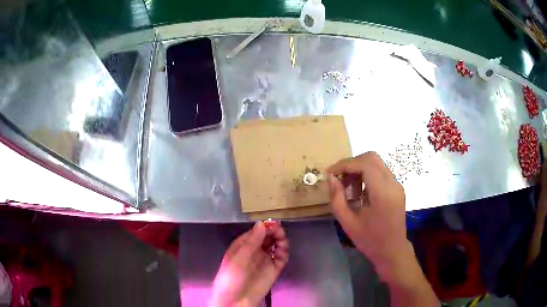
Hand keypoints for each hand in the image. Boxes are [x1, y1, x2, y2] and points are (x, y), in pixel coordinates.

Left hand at [210, 221, 288, 306]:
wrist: (236, 300)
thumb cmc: (232, 277)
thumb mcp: (238, 258)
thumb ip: (251, 242)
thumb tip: (262, 224)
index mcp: (243, 246)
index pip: (256, 232)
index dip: (264, 227)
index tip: (273, 223)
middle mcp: (255, 251)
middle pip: (267, 237)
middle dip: (273, 231)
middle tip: (279, 230)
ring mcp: (265, 260)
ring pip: (275, 245)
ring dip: (280, 239)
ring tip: (281, 239)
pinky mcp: (274, 269)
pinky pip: (281, 257)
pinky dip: (284, 251)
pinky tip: (283, 249)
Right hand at [327, 152, 437, 305]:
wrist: (392, 250)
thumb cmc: (370, 240)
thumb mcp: (348, 222)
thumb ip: (337, 199)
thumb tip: (331, 178)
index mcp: (382, 193)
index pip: (364, 164)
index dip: (344, 164)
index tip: (329, 173)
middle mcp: (393, 184)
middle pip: (371, 158)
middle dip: (351, 164)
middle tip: (338, 179)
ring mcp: (397, 185)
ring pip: (376, 163)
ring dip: (359, 170)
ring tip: (348, 189)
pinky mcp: (397, 188)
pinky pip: (380, 172)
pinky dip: (366, 175)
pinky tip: (359, 193)